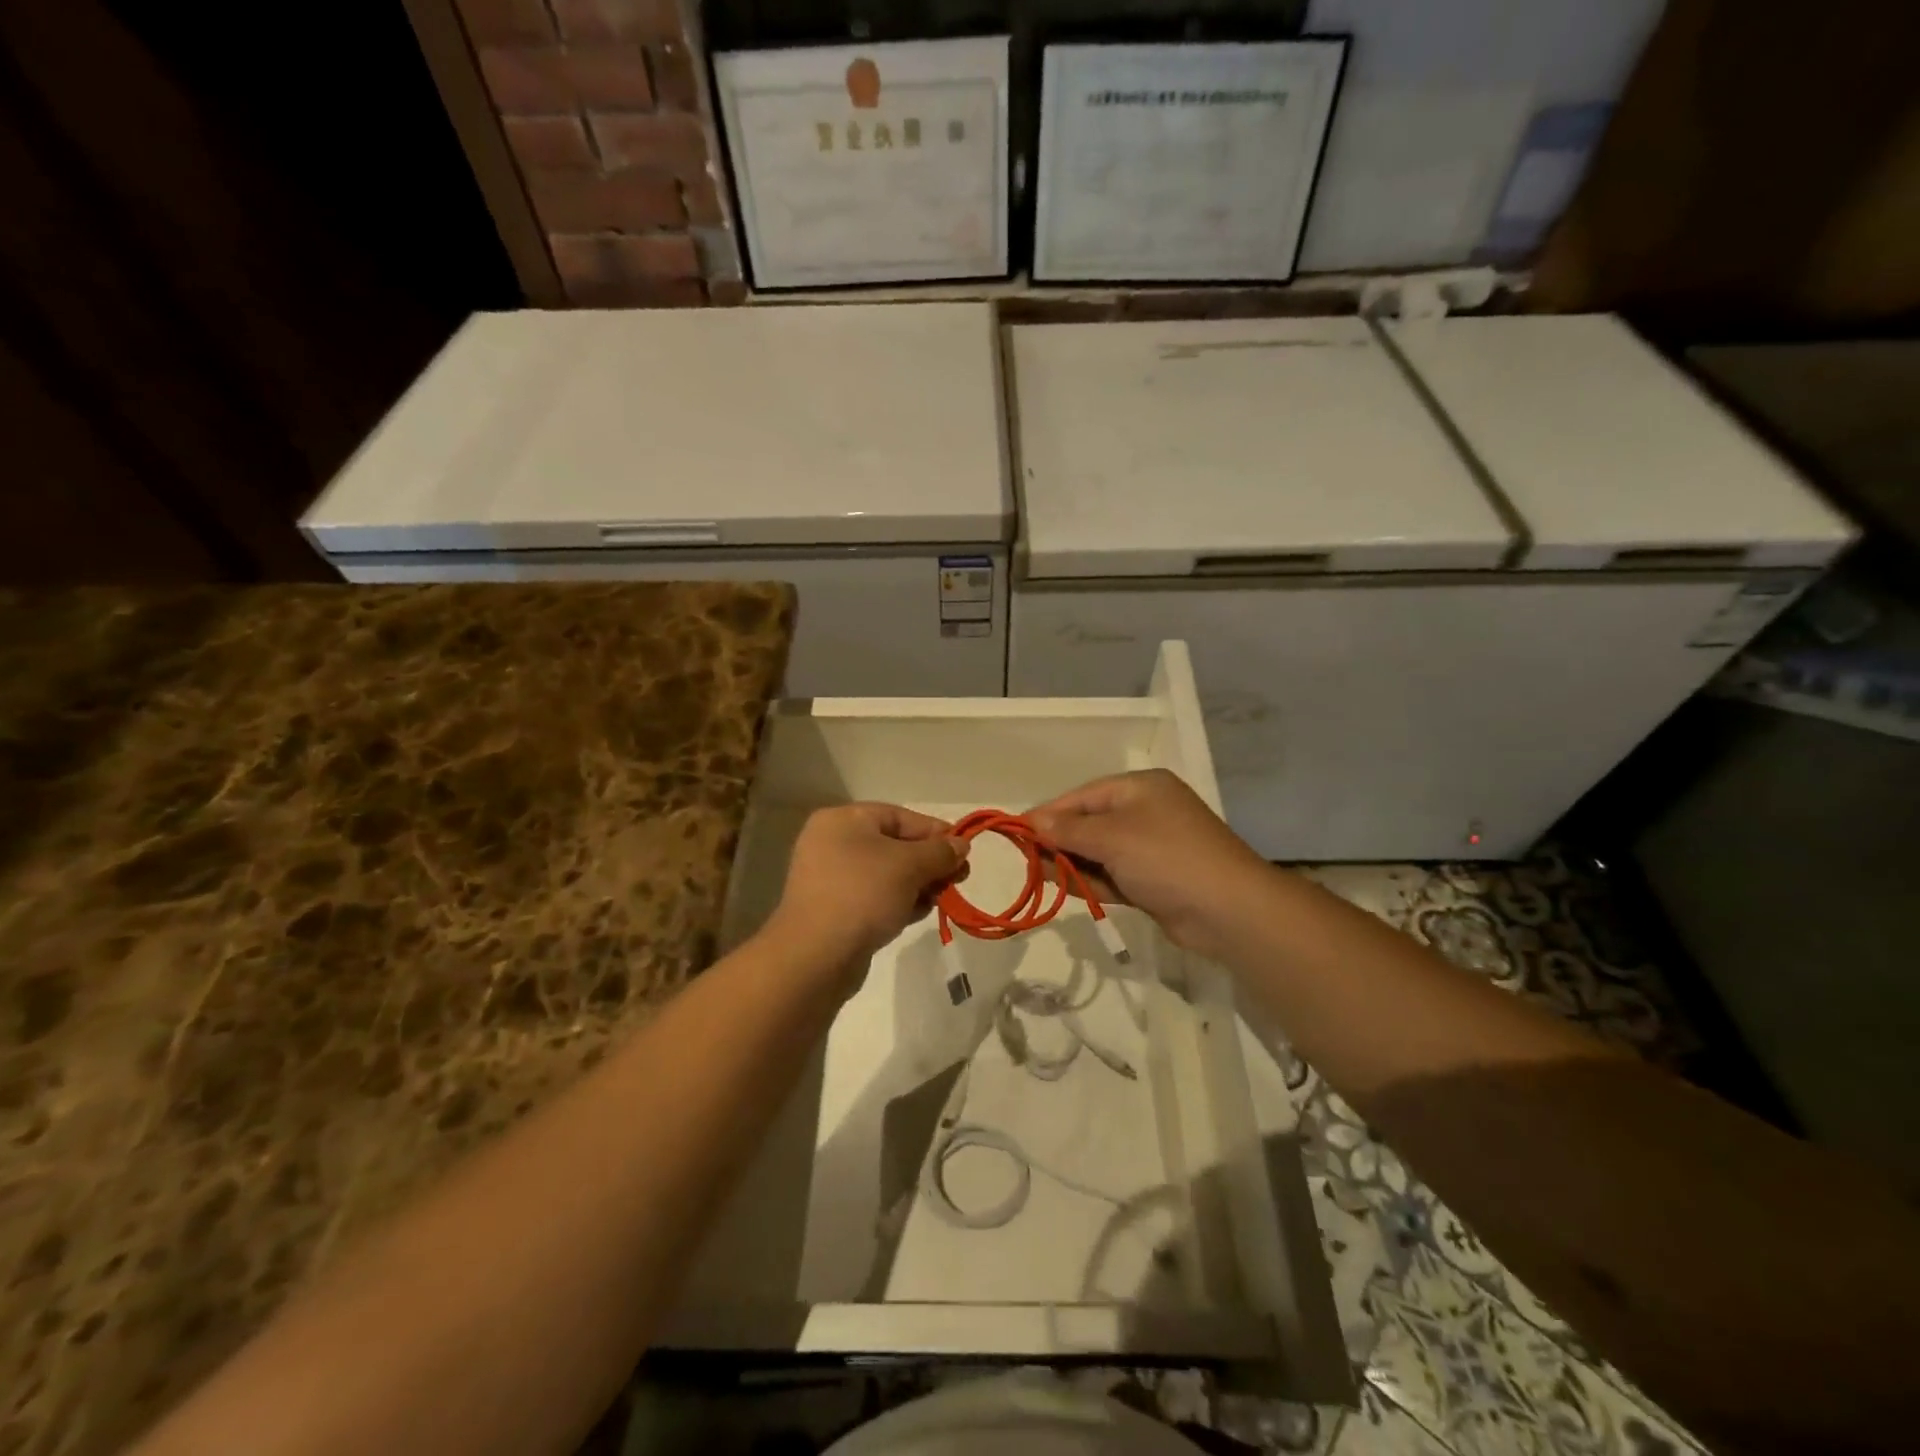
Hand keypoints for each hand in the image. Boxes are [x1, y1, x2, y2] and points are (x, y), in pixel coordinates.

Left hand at [767, 804, 967, 969]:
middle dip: (929, 862)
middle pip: (894, 845)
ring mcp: (830, 879)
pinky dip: (898, 902)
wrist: (816, 956)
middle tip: (959, 878)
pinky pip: (874, 897)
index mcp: (843, 820)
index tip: (964, 851)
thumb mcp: (909, 866)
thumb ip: (939, 851)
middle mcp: (832, 843)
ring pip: (886, 874)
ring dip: (918, 884)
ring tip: (942, 898)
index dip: (935, 831)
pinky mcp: (834, 910)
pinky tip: (918, 914)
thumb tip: (961, 844)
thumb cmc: (863, 894)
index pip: (899, 816)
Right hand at [1029, 769, 1269, 955]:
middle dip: (1057, 839)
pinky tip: (1061, 885)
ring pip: (1098, 852)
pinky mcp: (1153, 881)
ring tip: (1036, 872)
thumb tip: (1032, 822)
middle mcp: (1145, 813)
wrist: (1228, 910)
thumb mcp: (1112, 837)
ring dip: (1069, 861)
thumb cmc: (1166, 857)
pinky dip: (1089, 879)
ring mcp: (1150, 849)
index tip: (1016, 830)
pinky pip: (1112, 875)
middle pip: (1089, 823)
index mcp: (1140, 788)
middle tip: (1024, 856)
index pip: (1083, 796)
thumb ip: (1069, 830)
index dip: (1048, 813)